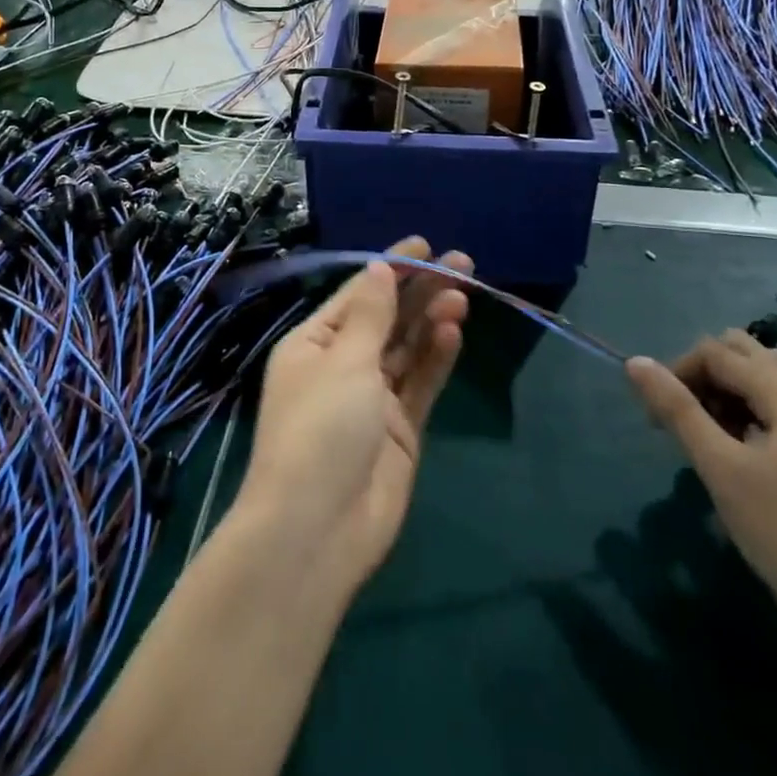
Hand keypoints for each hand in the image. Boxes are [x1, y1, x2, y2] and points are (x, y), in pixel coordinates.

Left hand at [237, 237, 470, 595]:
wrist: (317, 530)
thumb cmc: (320, 429)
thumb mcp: (343, 362)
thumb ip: (371, 316)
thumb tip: (379, 269)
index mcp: (313, 344)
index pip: (358, 294)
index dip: (391, 267)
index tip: (424, 245)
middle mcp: (341, 365)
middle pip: (387, 318)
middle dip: (420, 289)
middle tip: (461, 263)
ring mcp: (372, 399)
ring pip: (408, 348)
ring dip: (432, 320)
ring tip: (462, 295)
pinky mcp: (400, 429)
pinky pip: (420, 383)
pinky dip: (437, 357)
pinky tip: (455, 331)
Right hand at [626, 331, 776, 630]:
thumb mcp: (720, 467)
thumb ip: (676, 408)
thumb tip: (635, 361)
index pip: (717, 353)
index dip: (677, 373)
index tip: (654, 417)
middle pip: (745, 354)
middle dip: (703, 375)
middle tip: (681, 418)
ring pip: (762, 381)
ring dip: (724, 394)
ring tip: (705, 437)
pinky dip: (747, 415)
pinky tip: (735, 454)